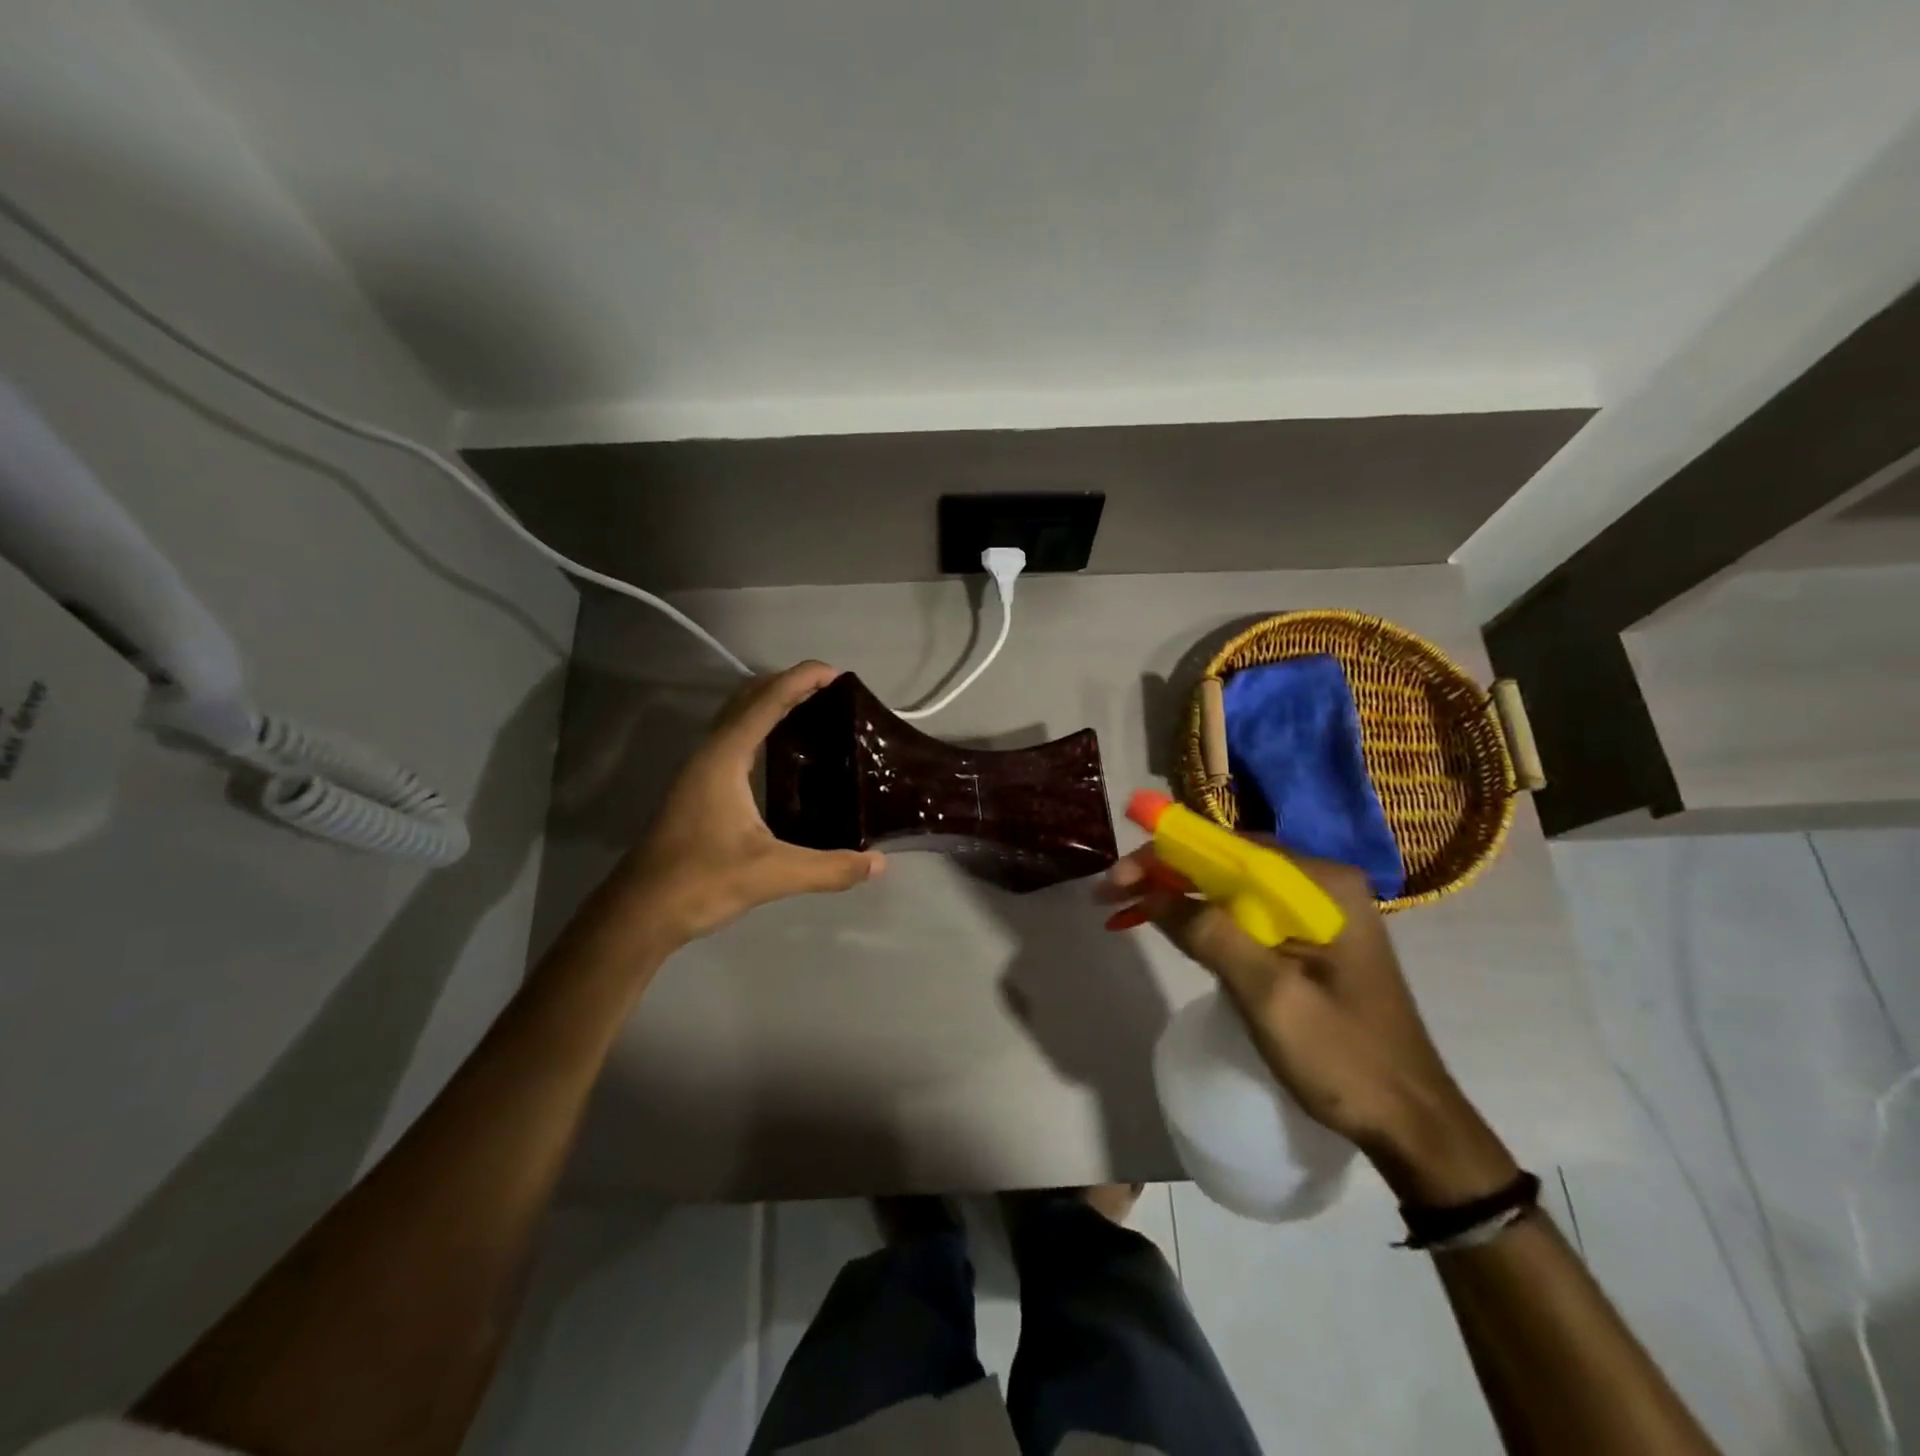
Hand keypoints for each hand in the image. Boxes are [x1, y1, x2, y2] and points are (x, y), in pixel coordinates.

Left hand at [601, 662, 883, 948]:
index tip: (836, 673)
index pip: (767, 702)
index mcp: (724, 758)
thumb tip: (878, 863)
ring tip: (813, 712)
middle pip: (748, 699)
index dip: (801, 680)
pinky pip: (734, 741)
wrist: (640, 912)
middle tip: (831, 691)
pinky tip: (783, 756)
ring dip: (771, 704)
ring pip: (737, 719)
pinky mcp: (698, 790)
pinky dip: (761, 729)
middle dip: (787, 684)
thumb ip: (829, 868)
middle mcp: (709, 754)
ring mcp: (700, 771)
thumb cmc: (701, 881)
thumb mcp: (772, 874)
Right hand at [1100, 840, 1515, 1205]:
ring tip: (1126, 905)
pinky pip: (1245, 913)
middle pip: (1227, 862)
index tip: (1116, 875)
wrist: (1411, 1123)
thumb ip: (1210, 933)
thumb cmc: (1343, 1058)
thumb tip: (1149, 890)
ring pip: (1231, 886)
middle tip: (1112, 892)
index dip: (1166, 854)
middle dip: (1167, 872)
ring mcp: (1317, 910)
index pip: (1228, 848)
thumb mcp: (1269, 995)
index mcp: (1322, 884)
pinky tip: (1171, 925)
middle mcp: (1321, 883)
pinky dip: (1203, 917)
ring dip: (1179, 894)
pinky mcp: (1308, 938)